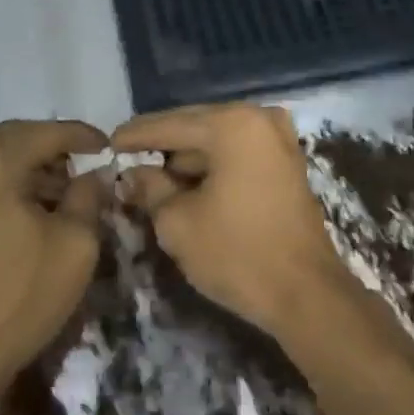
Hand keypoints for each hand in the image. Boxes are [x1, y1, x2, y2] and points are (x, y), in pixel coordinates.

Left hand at [0, 119, 109, 399]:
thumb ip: (89, 194)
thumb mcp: (75, 243)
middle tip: (90, 164)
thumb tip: (95, 173)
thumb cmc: (20, 296)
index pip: (43, 132)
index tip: (110, 146)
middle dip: (55, 148)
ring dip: (32, 165)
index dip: (81, 136)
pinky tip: (37, 203)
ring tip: (69, 189)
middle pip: (15, 138)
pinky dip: (10, 181)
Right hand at [111, 103, 353, 339]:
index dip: (134, 136)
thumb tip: (132, 174)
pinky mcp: (287, 163)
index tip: (107, 143)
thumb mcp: (177, 222)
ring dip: (187, 159)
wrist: (306, 295)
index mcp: (232, 125)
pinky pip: (238, 154)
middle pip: (195, 127)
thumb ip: (149, 188)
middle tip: (127, 160)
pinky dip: (213, 166)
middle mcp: (259, 119)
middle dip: (162, 146)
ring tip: (153, 179)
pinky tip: (188, 185)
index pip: (169, 125)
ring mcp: (279, 139)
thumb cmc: (237, 254)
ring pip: (217, 141)